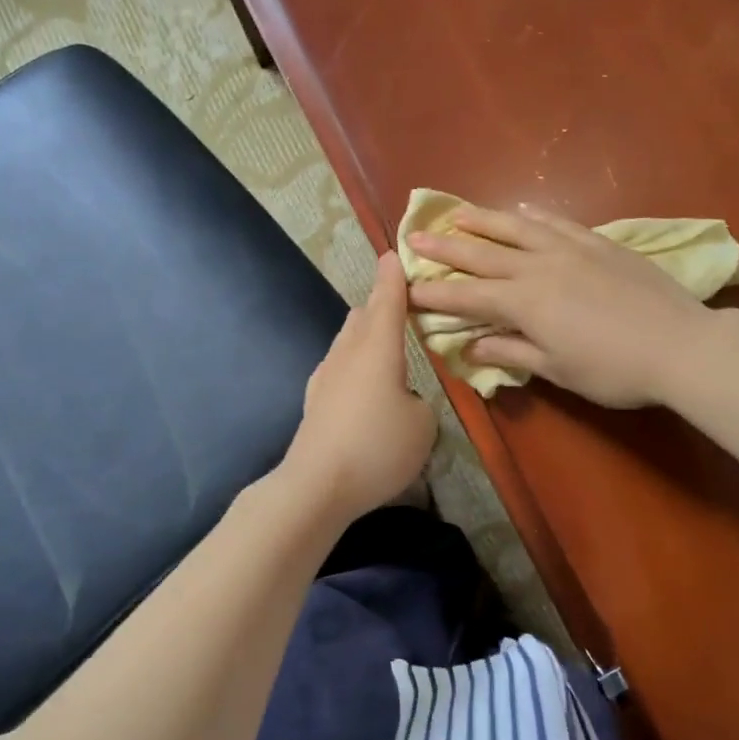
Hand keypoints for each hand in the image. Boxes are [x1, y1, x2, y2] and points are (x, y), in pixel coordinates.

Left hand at [281, 251, 437, 522]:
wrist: (317, 485)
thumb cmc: (378, 447)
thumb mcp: (423, 424)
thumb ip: (419, 400)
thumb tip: (404, 397)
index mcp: (378, 348)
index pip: (388, 300)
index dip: (394, 277)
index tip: (395, 255)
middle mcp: (348, 352)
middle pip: (363, 315)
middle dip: (381, 305)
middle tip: (403, 304)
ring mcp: (326, 375)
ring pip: (347, 340)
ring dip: (366, 334)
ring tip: (386, 342)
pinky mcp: (315, 400)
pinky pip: (339, 366)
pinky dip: (355, 362)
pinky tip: (363, 382)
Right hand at [407, 204, 714, 407]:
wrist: (681, 345)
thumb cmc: (614, 370)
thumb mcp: (558, 369)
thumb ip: (512, 352)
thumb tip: (470, 347)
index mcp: (525, 303)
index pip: (467, 297)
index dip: (434, 294)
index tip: (406, 289)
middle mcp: (539, 268)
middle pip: (483, 254)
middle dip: (445, 248)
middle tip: (414, 238)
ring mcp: (571, 249)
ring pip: (517, 228)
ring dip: (483, 220)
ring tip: (457, 213)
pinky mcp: (599, 243)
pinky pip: (558, 223)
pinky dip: (535, 216)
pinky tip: (523, 209)